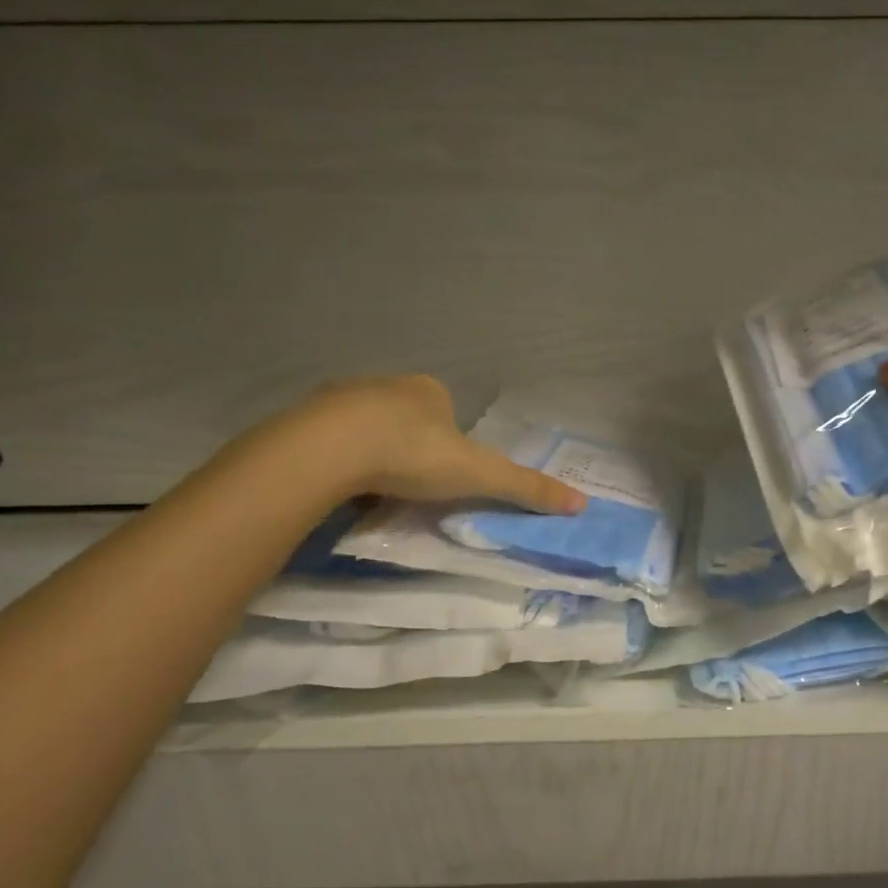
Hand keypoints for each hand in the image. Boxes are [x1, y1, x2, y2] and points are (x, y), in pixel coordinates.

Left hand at [248, 375, 587, 514]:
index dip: (449, 447)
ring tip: (373, 493)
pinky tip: (340, 489)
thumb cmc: (412, 455)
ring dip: (373, 456)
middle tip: (411, 489)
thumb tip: (582, 503)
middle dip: (410, 450)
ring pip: (367, 430)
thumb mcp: (479, 475)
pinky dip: (339, 462)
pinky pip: (330, 442)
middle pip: (407, 420)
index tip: (443, 479)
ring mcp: (342, 398)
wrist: (328, 450)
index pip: (448, 414)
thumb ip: (527, 488)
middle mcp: (387, 384)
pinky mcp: (304, 419)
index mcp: (429, 391)